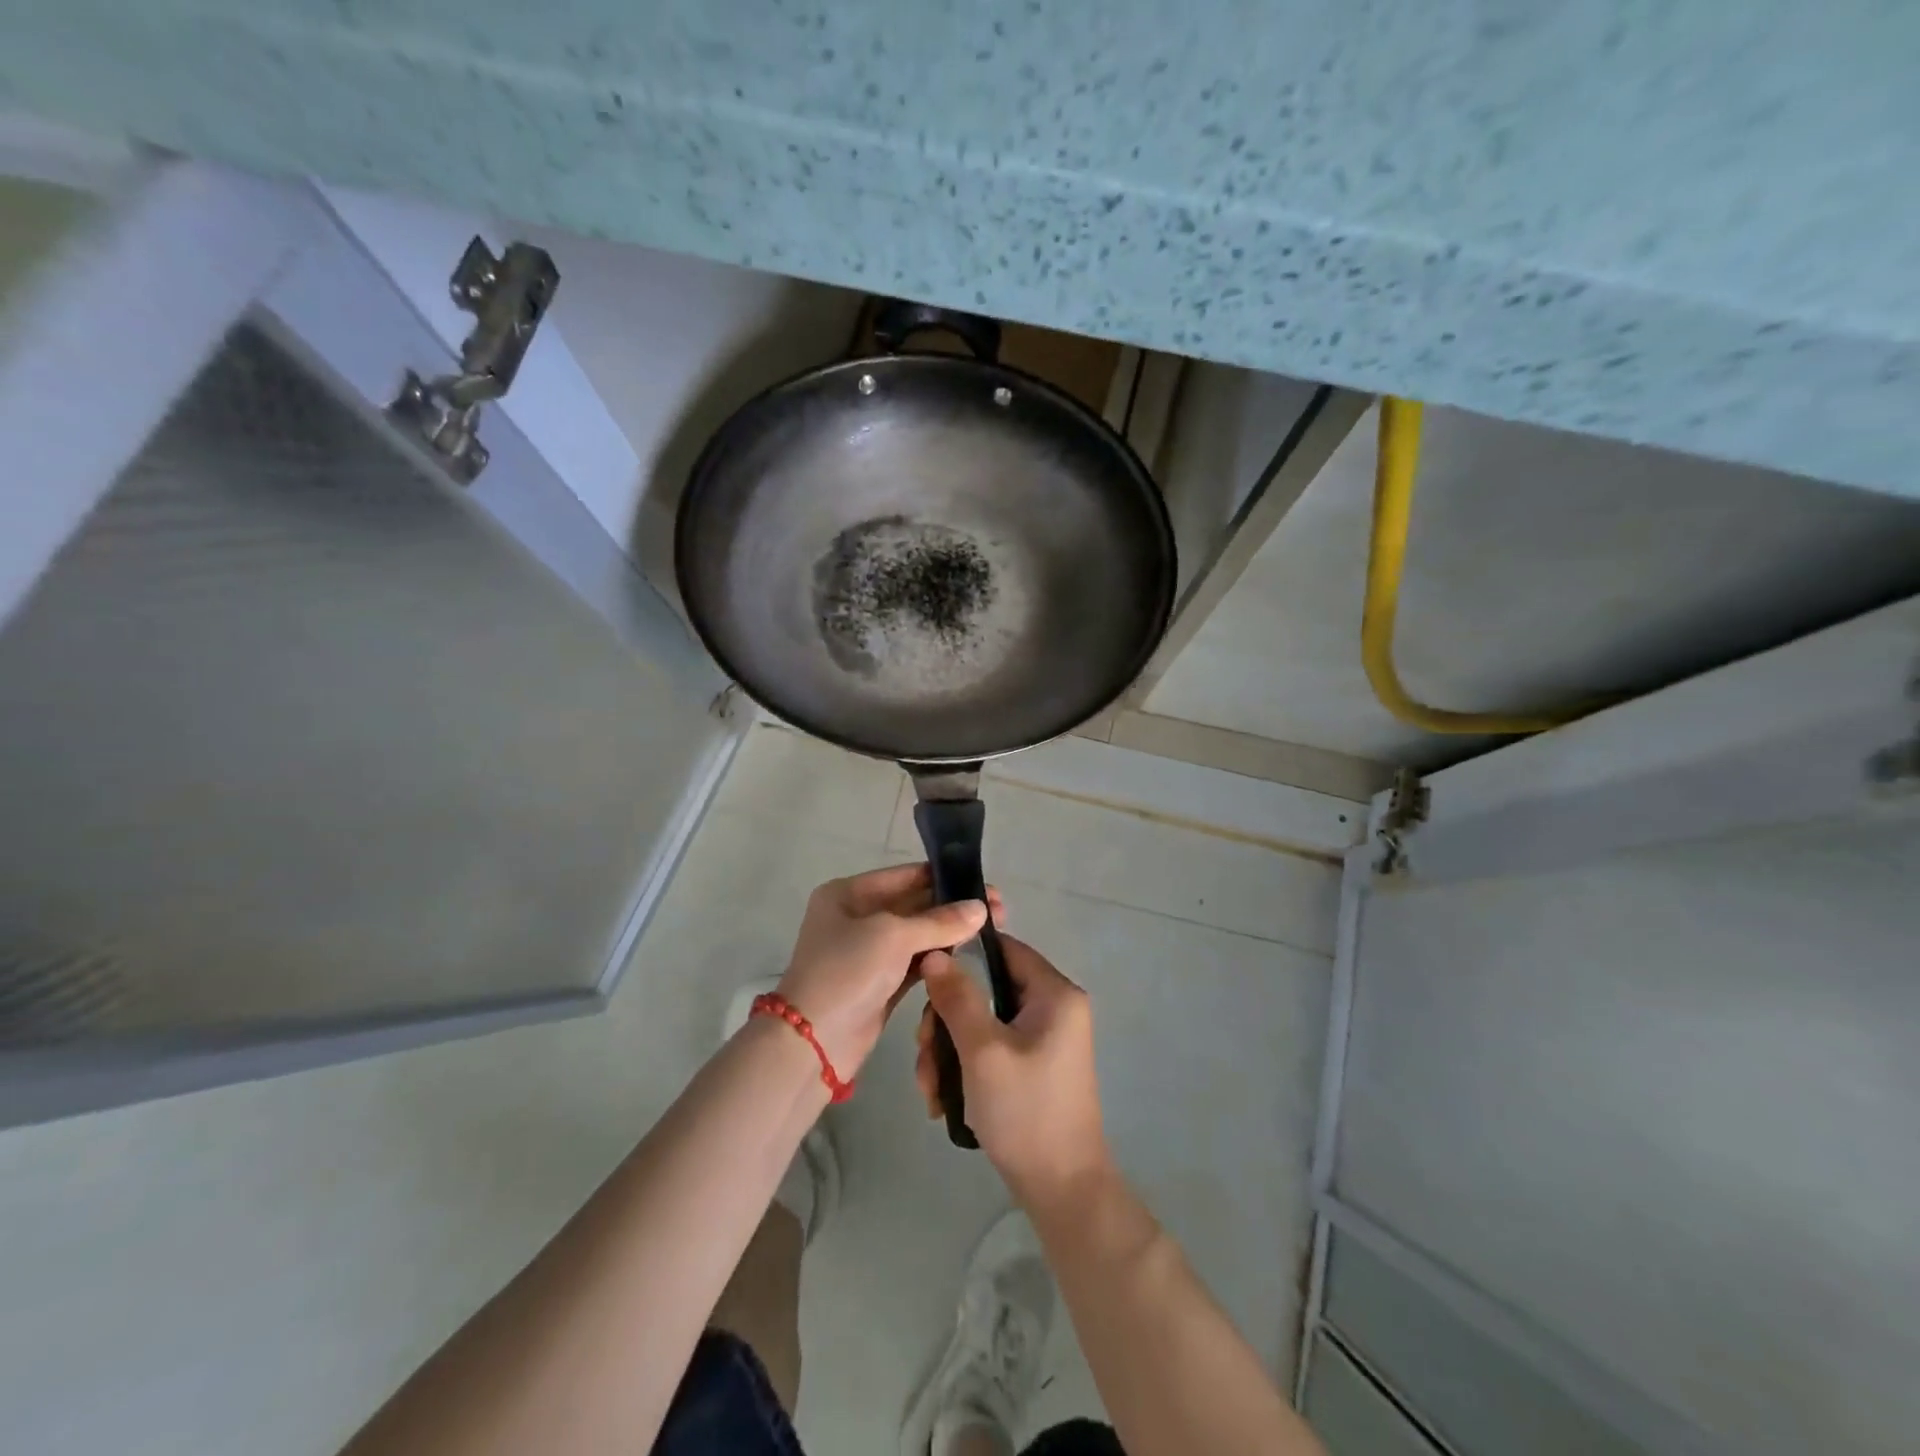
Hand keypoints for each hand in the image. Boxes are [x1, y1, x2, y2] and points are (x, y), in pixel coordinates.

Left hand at [775, 864, 994, 1080]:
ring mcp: (867, 952)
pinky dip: (939, 958)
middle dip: (953, 907)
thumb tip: (981, 908)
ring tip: (993, 931)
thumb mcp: (893, 936)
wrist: (812, 1042)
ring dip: (950, 933)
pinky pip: (915, 962)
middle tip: (998, 911)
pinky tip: (970, 955)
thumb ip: (940, 921)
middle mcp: (857, 917)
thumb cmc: (847, 972)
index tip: (984, 886)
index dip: (945, 879)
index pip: (905, 876)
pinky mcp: (880, 983)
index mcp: (848, 893)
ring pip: (918, 935)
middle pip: (914, 904)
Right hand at [914, 933, 1111, 1208]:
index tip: (926, 980)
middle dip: (947, 1021)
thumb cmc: (1025, 1112)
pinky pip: (991, 1047)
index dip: (963, 957)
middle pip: (986, 989)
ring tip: (929, 1089)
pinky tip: (942, 1099)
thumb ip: (957, 998)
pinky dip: (964, 1067)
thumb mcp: (983, 1051)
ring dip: (949, 1050)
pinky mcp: (1033, 1065)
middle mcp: (1054, 1008)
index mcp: (1055, 993)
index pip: (1004, 948)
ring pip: (982, 1022)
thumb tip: (935, 953)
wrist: (1062, 1190)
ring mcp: (1044, 1039)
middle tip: (924, 1053)